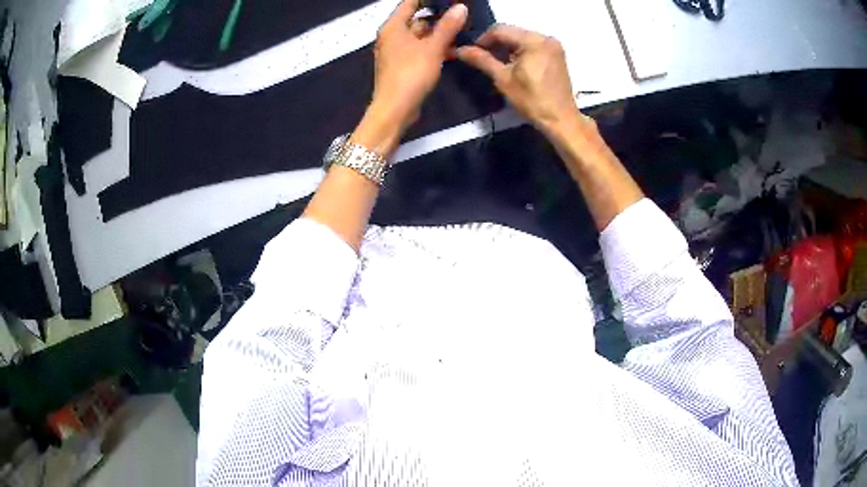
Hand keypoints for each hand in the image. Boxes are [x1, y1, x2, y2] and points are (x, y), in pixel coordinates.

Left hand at [354, 0, 467, 154]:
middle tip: (461, 14)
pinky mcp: (403, 64)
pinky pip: (420, 49)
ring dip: (439, 33)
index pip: (410, 2)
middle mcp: (392, 35)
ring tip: (463, 30)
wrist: (395, 110)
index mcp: (393, 26)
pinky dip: (434, 47)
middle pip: (417, 18)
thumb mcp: (432, 47)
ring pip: (421, 35)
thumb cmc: (411, 73)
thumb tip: (461, 7)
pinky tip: (453, 49)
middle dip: (439, 16)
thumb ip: (448, 26)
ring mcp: (397, 51)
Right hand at [456, 25, 584, 138]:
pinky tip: (513, 64)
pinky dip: (520, 51)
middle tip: (482, 58)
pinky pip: (533, 45)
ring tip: (496, 62)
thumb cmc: (532, 100)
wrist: (561, 119)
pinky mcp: (557, 54)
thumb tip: (460, 50)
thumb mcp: (503, 79)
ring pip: (522, 38)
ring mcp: (554, 45)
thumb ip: (482, 60)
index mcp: (533, 40)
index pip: (500, 30)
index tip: (472, 52)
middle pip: (512, 32)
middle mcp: (546, 38)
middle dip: (495, 43)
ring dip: (507, 47)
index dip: (482, 39)